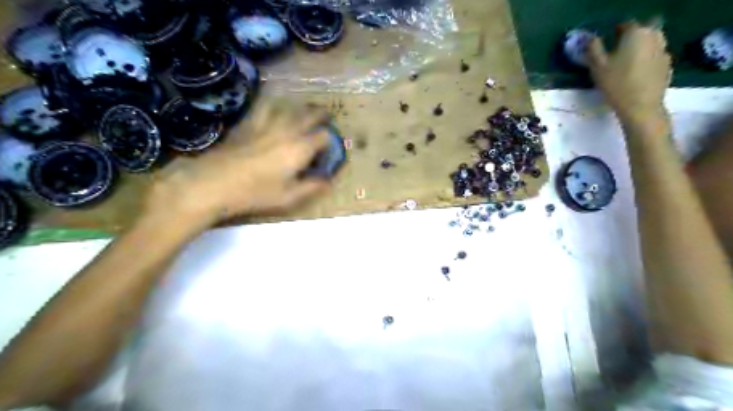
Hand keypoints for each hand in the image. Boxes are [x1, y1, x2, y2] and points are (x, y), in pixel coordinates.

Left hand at [143, 102, 331, 229]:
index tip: (329, 147)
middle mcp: (287, 130)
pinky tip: (273, 105)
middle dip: (321, 115)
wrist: (215, 182)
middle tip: (325, 117)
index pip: (323, 136)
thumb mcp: (289, 196)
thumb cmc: (256, 192)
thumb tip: (329, 181)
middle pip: (309, 115)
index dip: (330, 140)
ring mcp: (266, 124)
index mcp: (300, 148)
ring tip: (302, 109)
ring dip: (299, 106)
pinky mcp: (248, 123)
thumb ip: (312, 187)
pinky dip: (273, 103)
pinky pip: (264, 106)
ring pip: (288, 106)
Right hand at [588, 20, 671, 123]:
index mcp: (636, 33)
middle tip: (615, 56)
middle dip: (629, 40)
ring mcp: (664, 50)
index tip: (605, 47)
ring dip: (639, 50)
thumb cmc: (616, 84)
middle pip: (641, 32)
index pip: (625, 25)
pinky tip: (636, 76)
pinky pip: (654, 57)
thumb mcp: (597, 67)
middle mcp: (654, 37)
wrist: (641, 106)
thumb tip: (591, 39)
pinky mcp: (667, 65)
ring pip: (650, 44)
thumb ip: (593, 49)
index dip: (614, 34)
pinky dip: (646, 62)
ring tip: (625, 67)